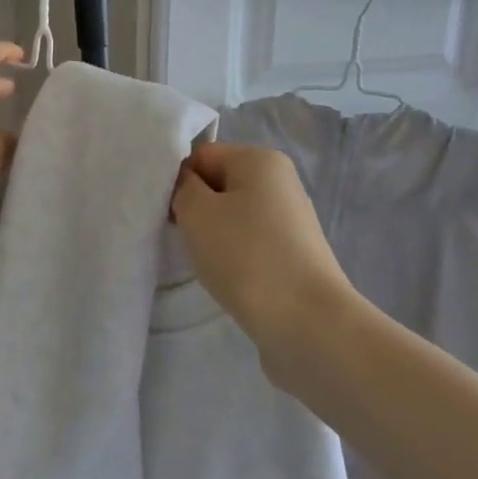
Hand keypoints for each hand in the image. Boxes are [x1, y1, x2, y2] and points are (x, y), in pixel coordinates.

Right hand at [171, 141, 356, 354]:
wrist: (307, 322)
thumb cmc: (246, 256)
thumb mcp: (197, 213)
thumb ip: (183, 188)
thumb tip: (189, 186)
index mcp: (261, 159)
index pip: (202, 156)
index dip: (180, 182)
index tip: (170, 215)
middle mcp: (281, 181)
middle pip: (220, 184)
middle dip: (197, 209)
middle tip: (186, 239)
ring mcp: (291, 218)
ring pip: (234, 216)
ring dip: (214, 236)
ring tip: (209, 263)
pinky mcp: (294, 253)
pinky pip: (251, 242)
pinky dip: (235, 256)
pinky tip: (230, 278)